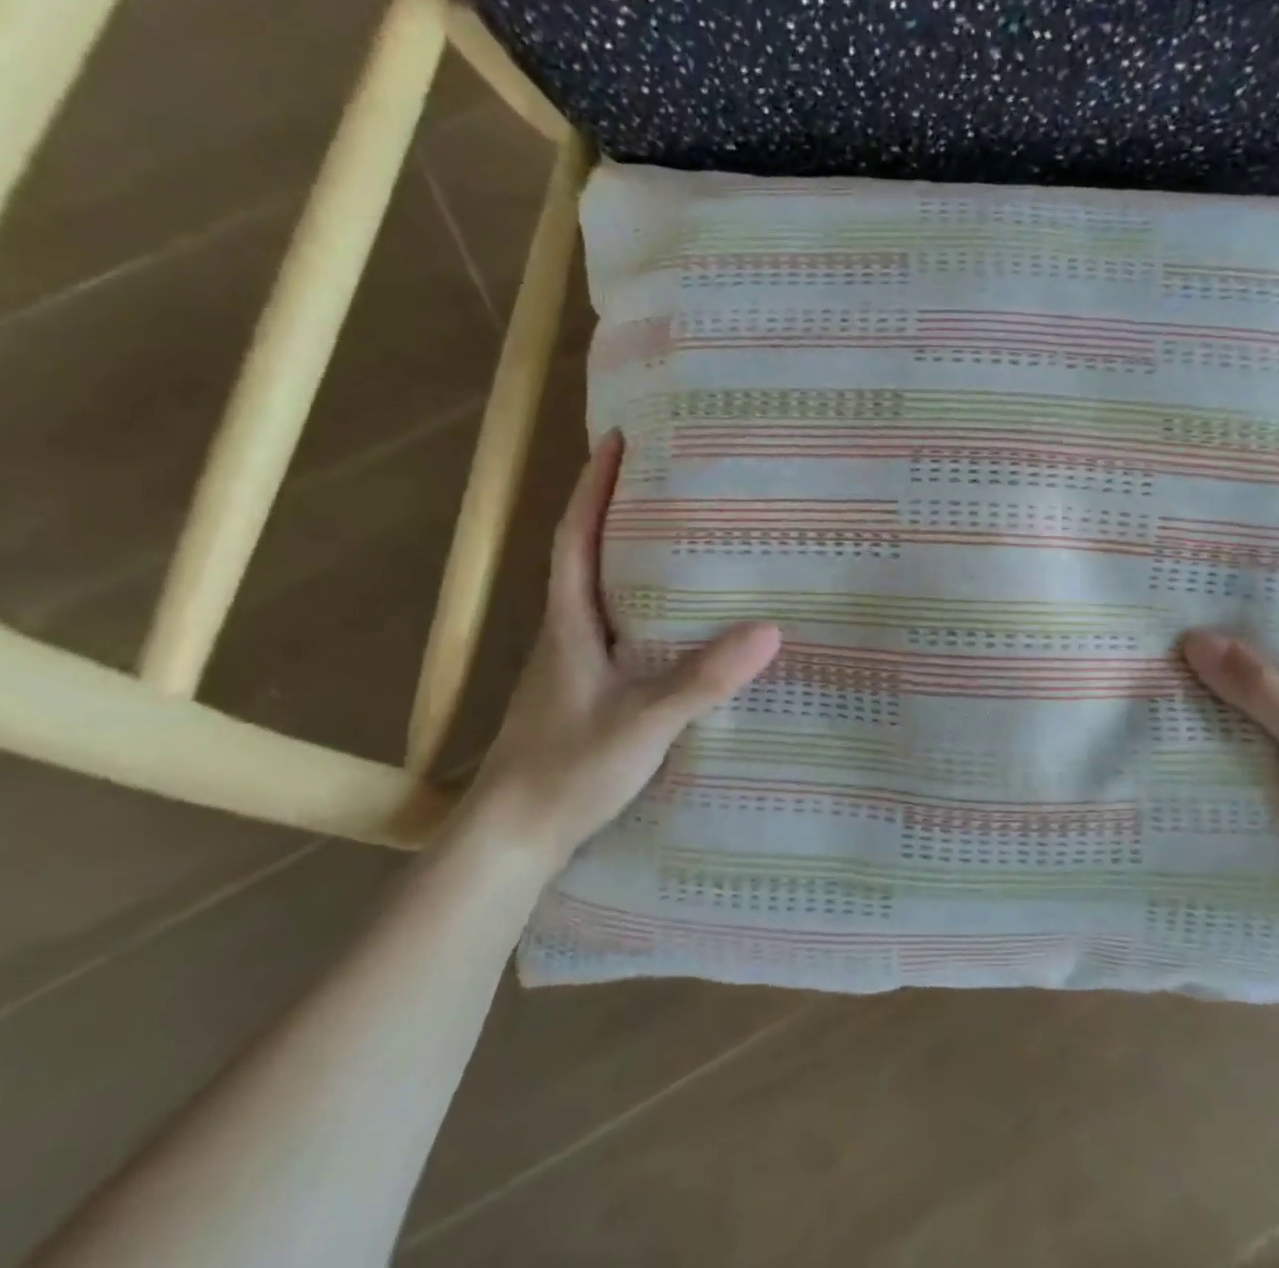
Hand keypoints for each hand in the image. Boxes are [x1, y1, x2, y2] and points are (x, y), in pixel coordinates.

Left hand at [466, 432, 780, 873]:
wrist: (510, 838)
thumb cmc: (566, 768)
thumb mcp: (644, 723)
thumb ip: (702, 679)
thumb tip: (768, 630)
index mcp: (570, 623)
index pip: (575, 538)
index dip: (593, 487)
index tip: (617, 439)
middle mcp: (566, 632)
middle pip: (587, 554)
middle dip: (617, 510)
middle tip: (667, 480)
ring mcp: (572, 663)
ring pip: (601, 593)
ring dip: (629, 556)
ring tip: (682, 538)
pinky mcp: (583, 690)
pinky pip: (615, 628)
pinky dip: (641, 605)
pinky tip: (677, 621)